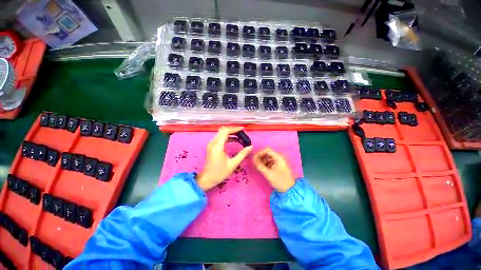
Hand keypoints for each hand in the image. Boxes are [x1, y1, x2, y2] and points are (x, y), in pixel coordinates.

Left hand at [196, 126, 252, 190]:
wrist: (207, 179)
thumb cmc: (220, 172)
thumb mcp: (233, 164)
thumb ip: (242, 154)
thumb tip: (250, 147)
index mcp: (218, 146)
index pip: (225, 131)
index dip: (234, 129)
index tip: (242, 129)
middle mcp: (213, 143)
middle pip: (223, 130)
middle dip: (233, 130)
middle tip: (242, 133)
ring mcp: (211, 144)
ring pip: (221, 133)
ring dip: (230, 133)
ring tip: (240, 137)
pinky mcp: (211, 146)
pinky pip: (220, 138)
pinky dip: (227, 137)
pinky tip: (234, 141)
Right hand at [253, 148, 294, 191]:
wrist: (289, 190)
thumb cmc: (279, 181)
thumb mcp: (268, 174)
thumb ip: (260, 166)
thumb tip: (253, 160)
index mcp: (278, 158)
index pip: (267, 150)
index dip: (260, 153)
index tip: (254, 158)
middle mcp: (279, 158)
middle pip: (267, 153)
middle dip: (260, 157)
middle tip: (255, 162)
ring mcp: (279, 162)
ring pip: (268, 158)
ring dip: (262, 160)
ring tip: (257, 166)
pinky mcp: (278, 166)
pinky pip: (270, 162)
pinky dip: (265, 164)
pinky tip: (262, 168)